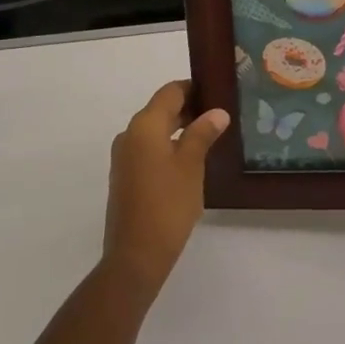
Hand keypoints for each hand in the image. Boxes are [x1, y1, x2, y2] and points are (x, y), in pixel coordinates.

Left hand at [102, 81, 230, 298]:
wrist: (136, 254)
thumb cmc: (168, 205)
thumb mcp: (191, 166)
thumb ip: (202, 134)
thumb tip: (217, 112)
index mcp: (144, 126)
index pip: (170, 92)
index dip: (193, 88)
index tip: (217, 91)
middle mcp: (129, 134)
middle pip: (160, 110)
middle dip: (189, 109)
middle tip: (220, 115)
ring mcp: (124, 157)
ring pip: (154, 131)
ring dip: (179, 129)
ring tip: (210, 137)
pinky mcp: (124, 176)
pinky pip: (148, 149)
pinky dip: (168, 147)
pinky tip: (189, 161)